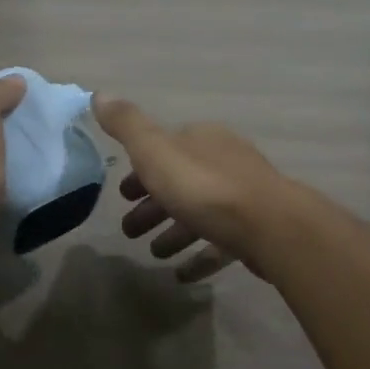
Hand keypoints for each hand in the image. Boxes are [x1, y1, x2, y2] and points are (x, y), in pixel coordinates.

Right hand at [92, 96, 297, 281]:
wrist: (269, 226)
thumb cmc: (204, 187)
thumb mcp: (155, 152)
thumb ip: (127, 125)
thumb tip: (100, 93)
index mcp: (201, 139)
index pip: (164, 149)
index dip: (140, 169)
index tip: (122, 194)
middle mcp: (224, 161)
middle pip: (181, 182)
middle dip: (154, 204)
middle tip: (129, 230)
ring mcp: (243, 196)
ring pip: (200, 213)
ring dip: (174, 232)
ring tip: (154, 253)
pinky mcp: (255, 230)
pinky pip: (220, 242)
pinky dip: (200, 256)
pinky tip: (183, 275)